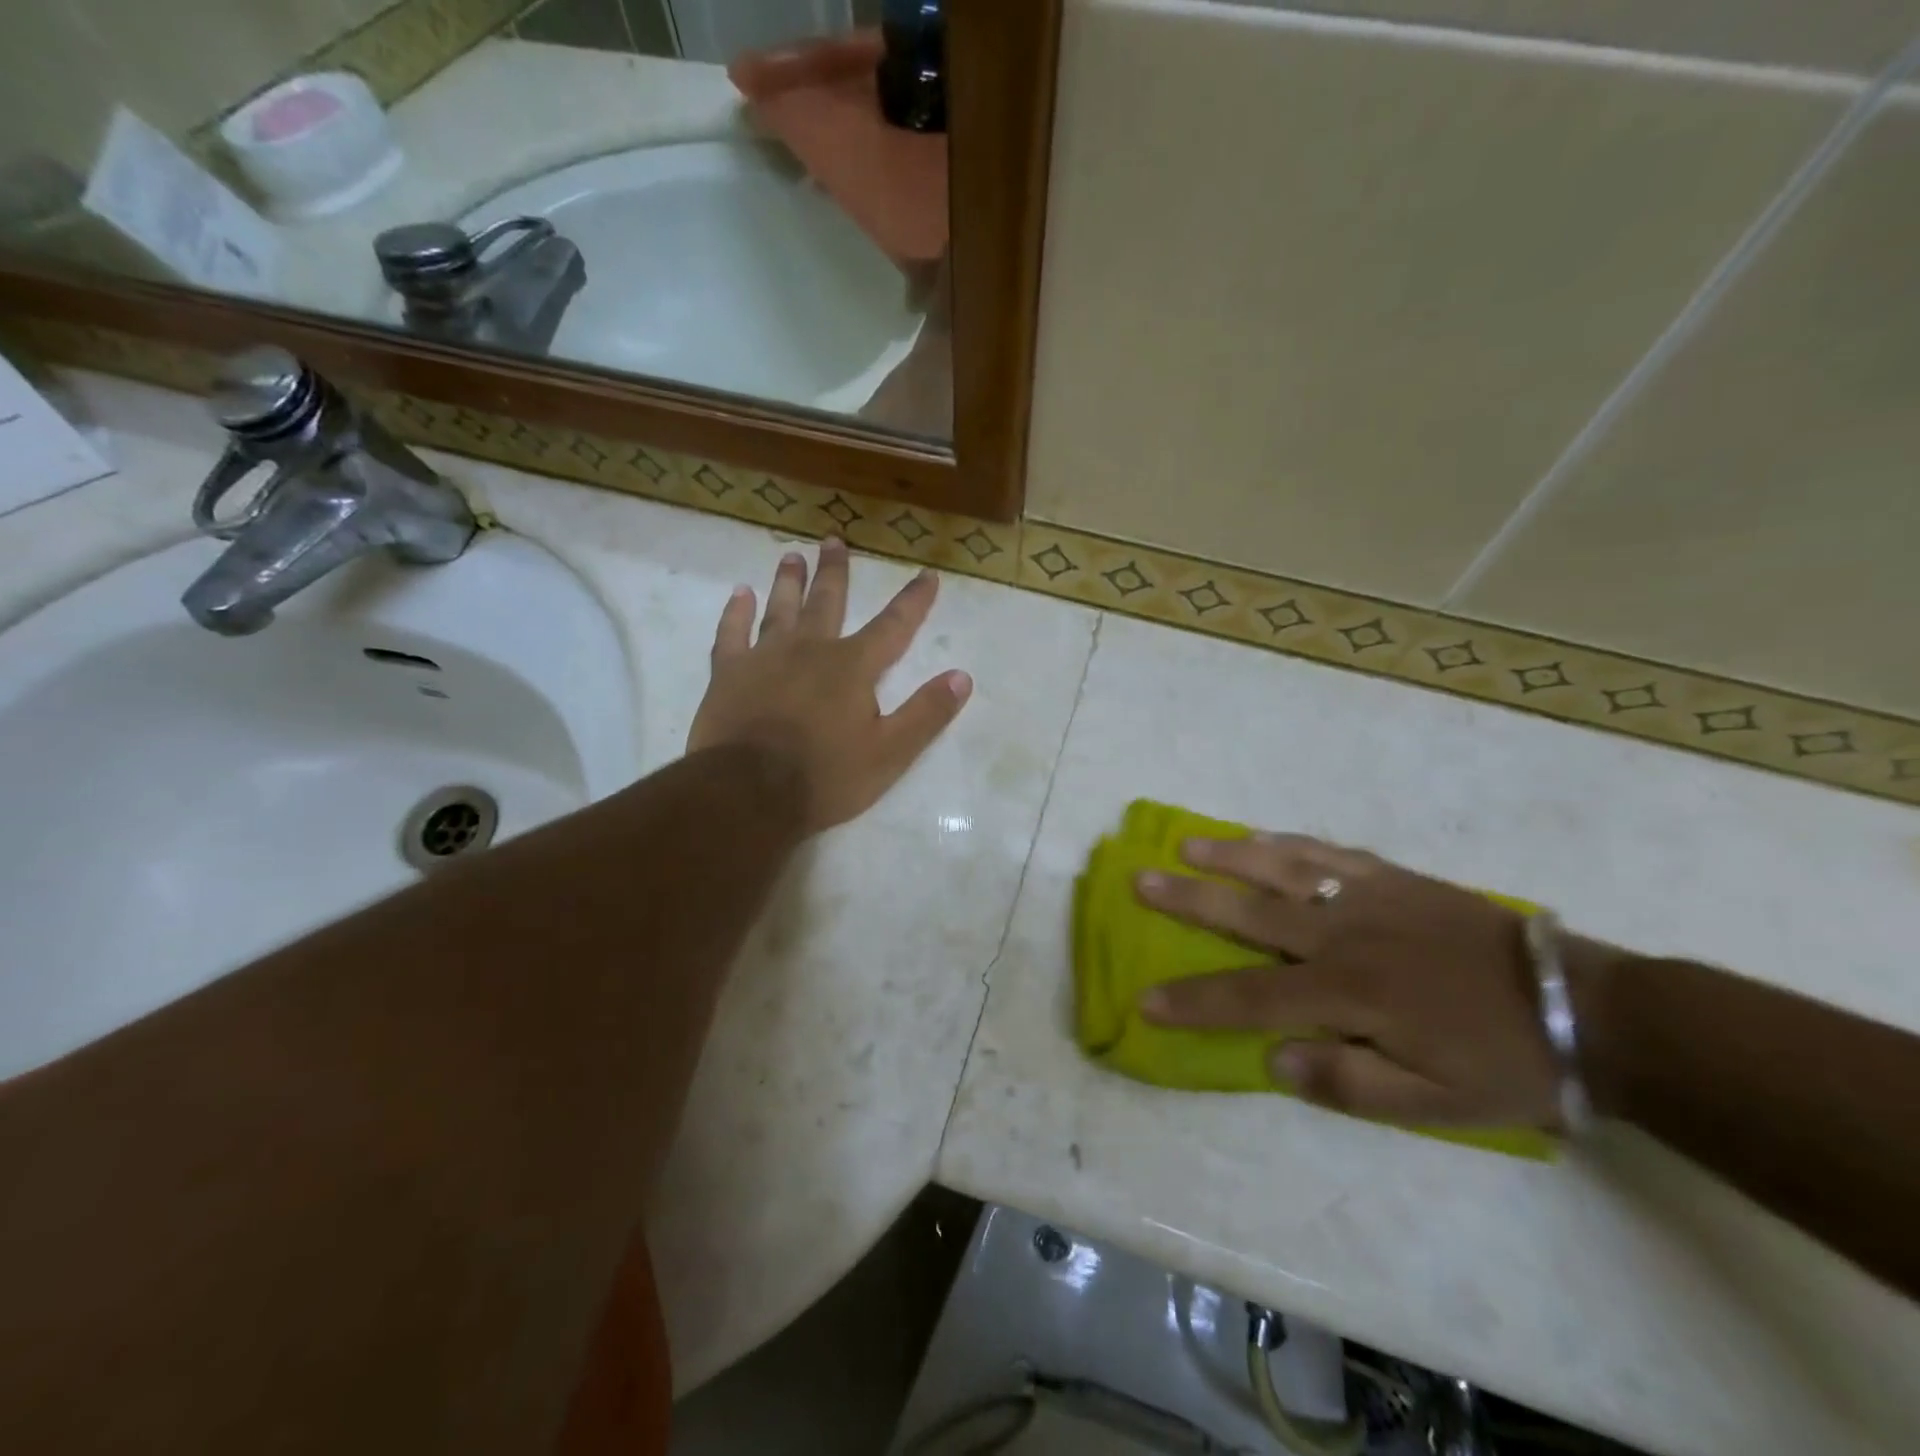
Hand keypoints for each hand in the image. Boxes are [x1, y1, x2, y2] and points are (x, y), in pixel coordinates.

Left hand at [688, 537, 971, 833]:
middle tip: (834, 540)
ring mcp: (765, 657)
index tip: (928, 574)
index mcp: (853, 667)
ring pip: (781, 608)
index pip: (893, 626)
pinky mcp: (729, 673)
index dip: (913, 600)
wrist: (749, 794)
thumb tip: (962, 676)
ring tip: (793, 555)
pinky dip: (736, 612)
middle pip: (828, 601)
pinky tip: (740, 594)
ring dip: (789, 581)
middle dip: (836, 572)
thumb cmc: (826, 776)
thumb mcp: (890, 753)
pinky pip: (732, 633)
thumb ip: (926, 713)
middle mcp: (811, 649)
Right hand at [1135, 835, 1562, 1127]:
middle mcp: (1343, 933)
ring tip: (1186, 844)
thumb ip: (1346, 1083)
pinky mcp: (1393, 877)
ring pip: (1282, 867)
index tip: (1145, 1000)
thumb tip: (1273, 1059)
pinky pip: (1328, 852)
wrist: (1584, 1007)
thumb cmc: (1503, 1064)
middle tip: (1140, 880)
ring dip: (1229, 854)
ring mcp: (1367, 896)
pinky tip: (1263, 837)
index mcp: (1348, 991)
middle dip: (1188, 899)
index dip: (1193, 1002)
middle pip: (1249, 912)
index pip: (1250, 997)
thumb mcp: (1432, 1105)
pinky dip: (1288, 843)